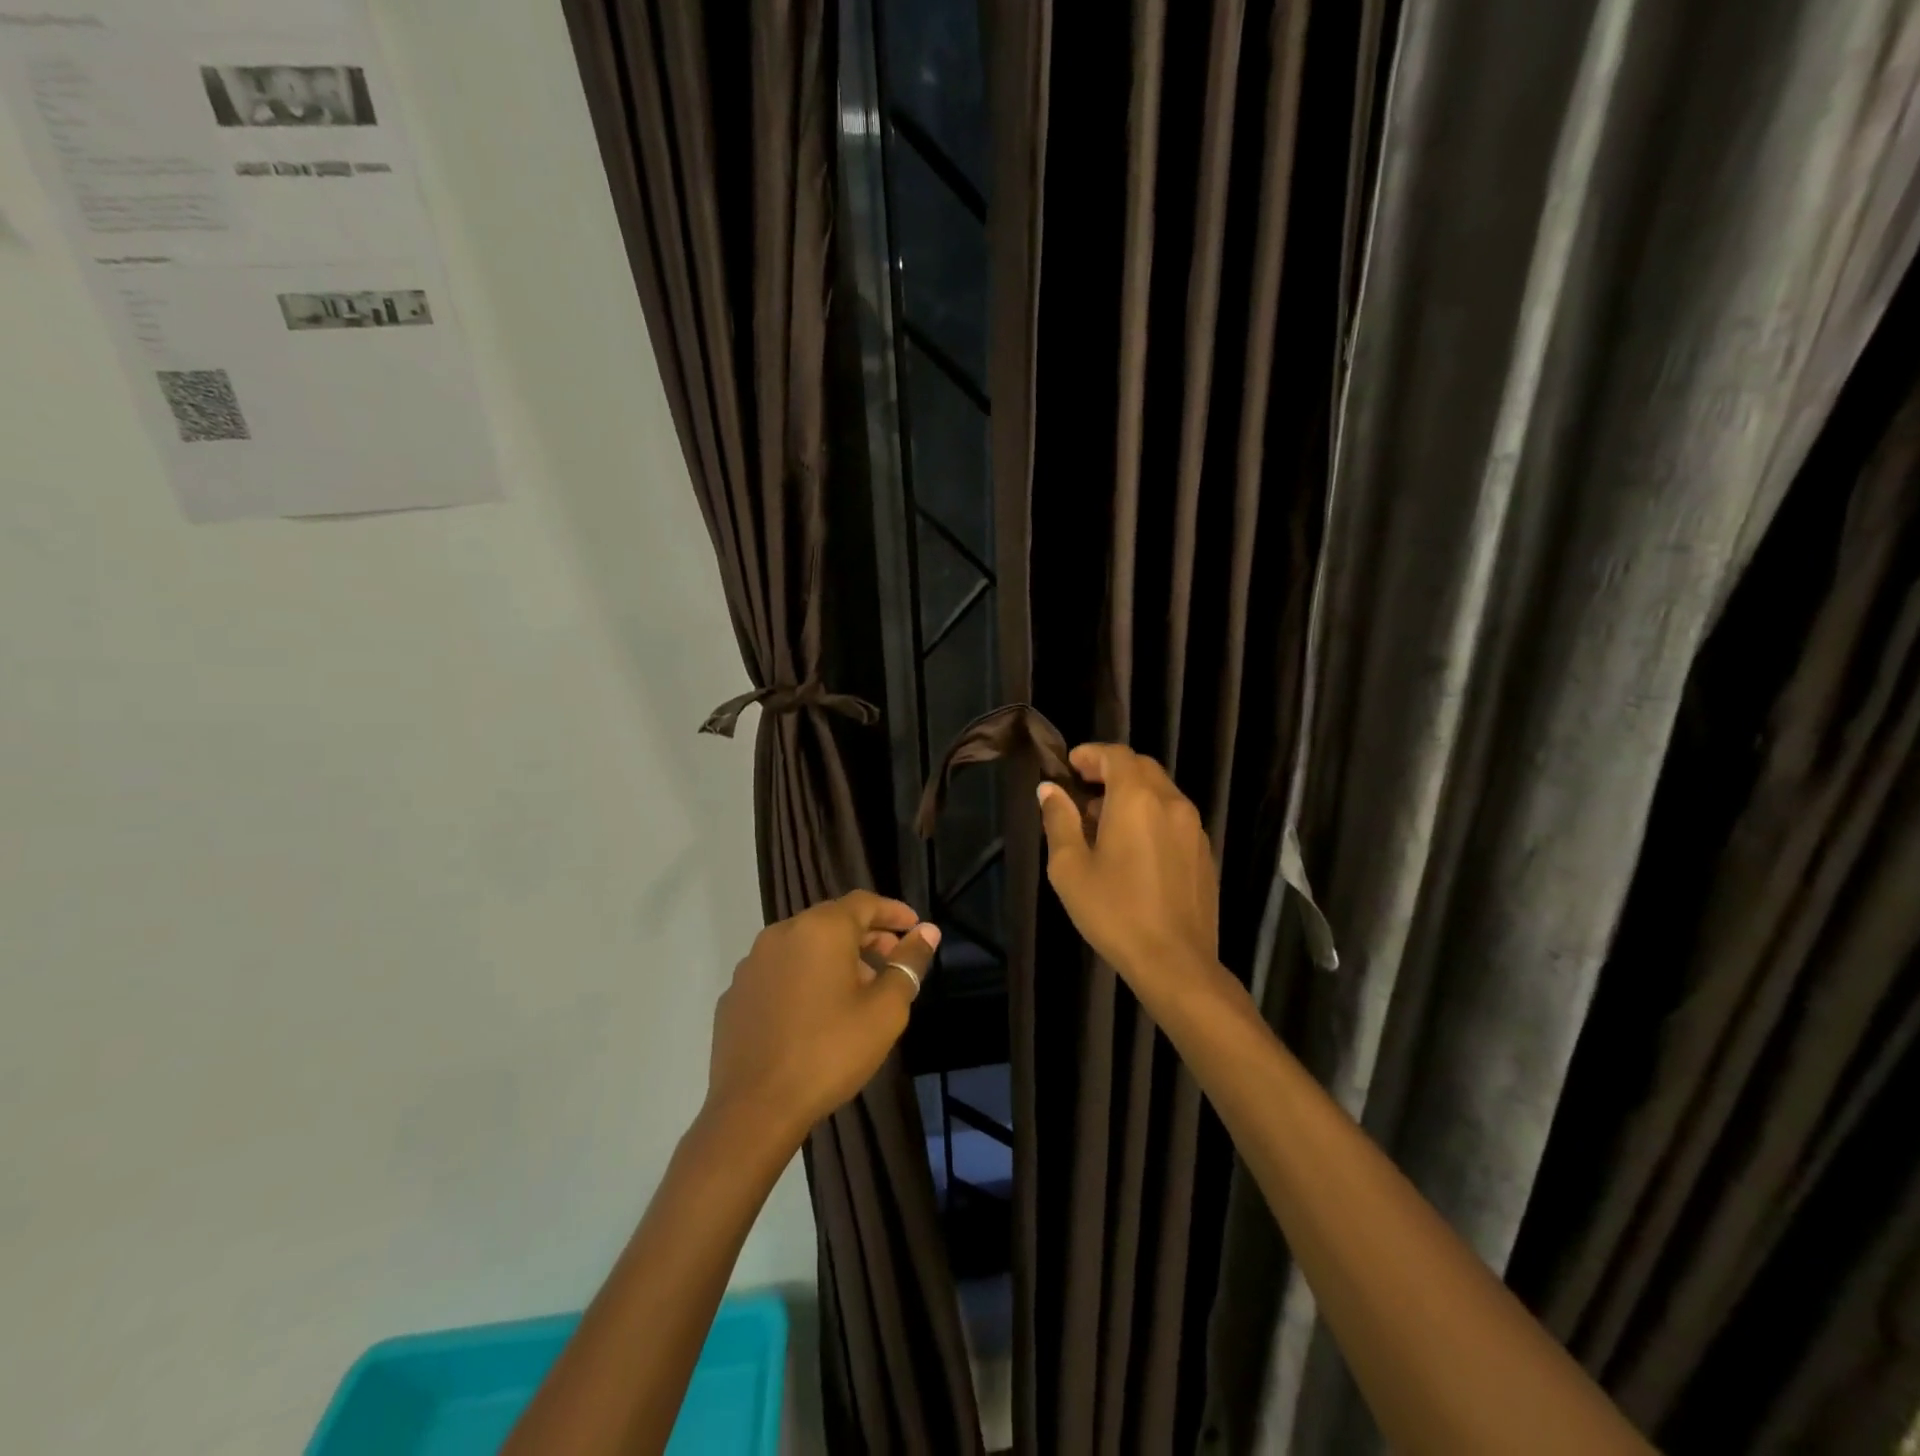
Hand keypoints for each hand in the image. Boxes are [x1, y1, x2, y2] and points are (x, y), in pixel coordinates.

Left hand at [704, 891, 938, 1148]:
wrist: (755, 1108)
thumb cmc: (830, 1052)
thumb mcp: (885, 1010)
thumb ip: (908, 963)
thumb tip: (928, 931)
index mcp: (820, 929)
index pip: (864, 903)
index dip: (894, 912)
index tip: (915, 928)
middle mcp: (782, 933)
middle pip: (833, 920)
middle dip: (867, 936)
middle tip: (892, 961)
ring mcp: (753, 963)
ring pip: (804, 945)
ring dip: (835, 957)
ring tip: (858, 990)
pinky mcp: (736, 993)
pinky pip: (780, 971)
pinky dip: (804, 977)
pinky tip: (816, 1011)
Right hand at [1037, 744, 1222, 1012]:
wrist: (1175, 962)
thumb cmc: (1114, 911)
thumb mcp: (1070, 867)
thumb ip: (1059, 820)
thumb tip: (1050, 790)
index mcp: (1137, 799)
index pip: (1116, 755)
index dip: (1091, 754)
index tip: (1070, 766)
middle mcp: (1171, 802)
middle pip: (1141, 768)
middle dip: (1110, 771)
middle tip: (1083, 789)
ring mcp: (1193, 828)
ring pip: (1160, 792)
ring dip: (1131, 793)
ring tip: (1102, 821)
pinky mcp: (1203, 852)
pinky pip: (1174, 817)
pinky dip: (1150, 815)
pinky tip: (1132, 848)